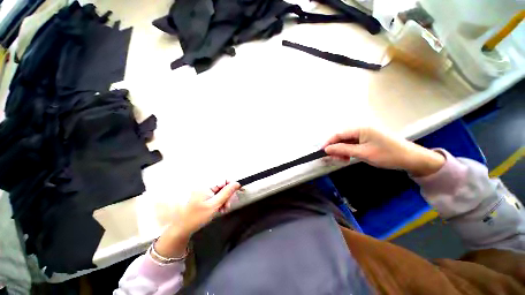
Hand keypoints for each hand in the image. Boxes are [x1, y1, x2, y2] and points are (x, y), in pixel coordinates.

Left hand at [154, 181, 239, 258]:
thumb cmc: (195, 217)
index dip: (231, 186)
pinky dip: (219, 202)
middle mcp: (205, 185)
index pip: (224, 180)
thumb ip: (226, 193)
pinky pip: (215, 195)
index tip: (235, 194)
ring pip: (220, 191)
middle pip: (223, 186)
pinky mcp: (204, 196)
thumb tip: (236, 183)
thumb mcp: (214, 205)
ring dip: (224, 200)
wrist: (181, 228)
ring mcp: (204, 191)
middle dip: (227, 195)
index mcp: (206, 185)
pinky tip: (219, 209)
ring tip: (223, 209)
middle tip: (227, 206)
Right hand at [323, 127, 444, 176]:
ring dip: (341, 150)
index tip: (322, 152)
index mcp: (360, 128)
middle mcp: (361, 128)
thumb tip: (327, 149)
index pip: (338, 134)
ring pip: (346, 141)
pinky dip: (348, 151)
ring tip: (341, 159)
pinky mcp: (367, 139)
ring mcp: (364, 134)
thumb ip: (343, 149)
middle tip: (333, 159)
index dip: (328, 143)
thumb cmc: (387, 155)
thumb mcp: (363, 153)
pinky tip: (347, 157)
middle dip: (335, 148)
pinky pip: (352, 144)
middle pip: (341, 137)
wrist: (411, 159)